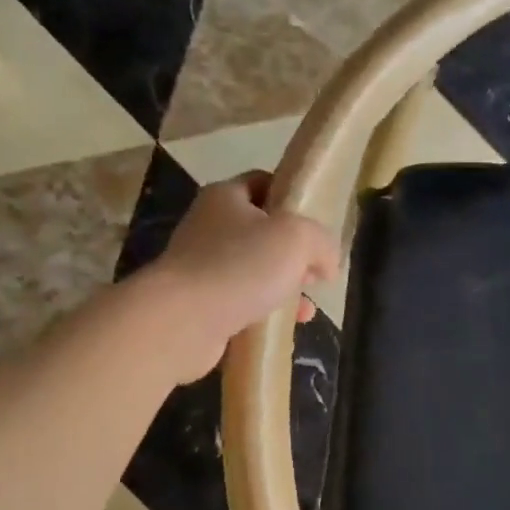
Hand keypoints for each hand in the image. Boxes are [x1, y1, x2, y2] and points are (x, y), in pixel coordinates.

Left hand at [148, 172, 340, 382]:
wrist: (182, 321)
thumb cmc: (241, 266)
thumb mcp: (297, 238)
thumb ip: (322, 242)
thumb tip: (327, 263)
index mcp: (226, 196)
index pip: (263, 183)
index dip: (292, 198)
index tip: (317, 225)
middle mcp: (209, 226)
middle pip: (262, 231)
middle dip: (293, 252)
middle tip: (315, 272)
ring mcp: (201, 266)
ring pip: (254, 270)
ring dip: (283, 286)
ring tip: (305, 308)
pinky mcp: (199, 303)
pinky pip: (241, 301)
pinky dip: (264, 311)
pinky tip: (283, 326)